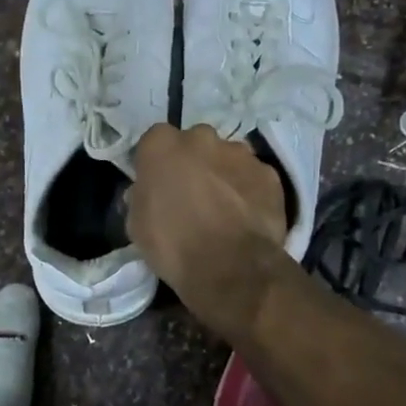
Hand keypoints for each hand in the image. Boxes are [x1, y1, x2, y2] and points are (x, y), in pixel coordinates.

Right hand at [128, 124, 288, 338]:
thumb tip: (146, 191)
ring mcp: (239, 152)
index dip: (157, 163)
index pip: (155, 141)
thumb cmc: (172, 245)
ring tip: (224, 208)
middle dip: (193, 162)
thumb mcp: (136, 224)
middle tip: (193, 194)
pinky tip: (247, 216)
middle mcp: (201, 137)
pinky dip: (250, 190)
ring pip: (228, 157)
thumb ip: (141, 196)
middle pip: (195, 143)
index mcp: (161, 145)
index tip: (159, 184)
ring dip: (223, 174)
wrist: (230, 267)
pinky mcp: (269, 173)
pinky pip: (254, 177)